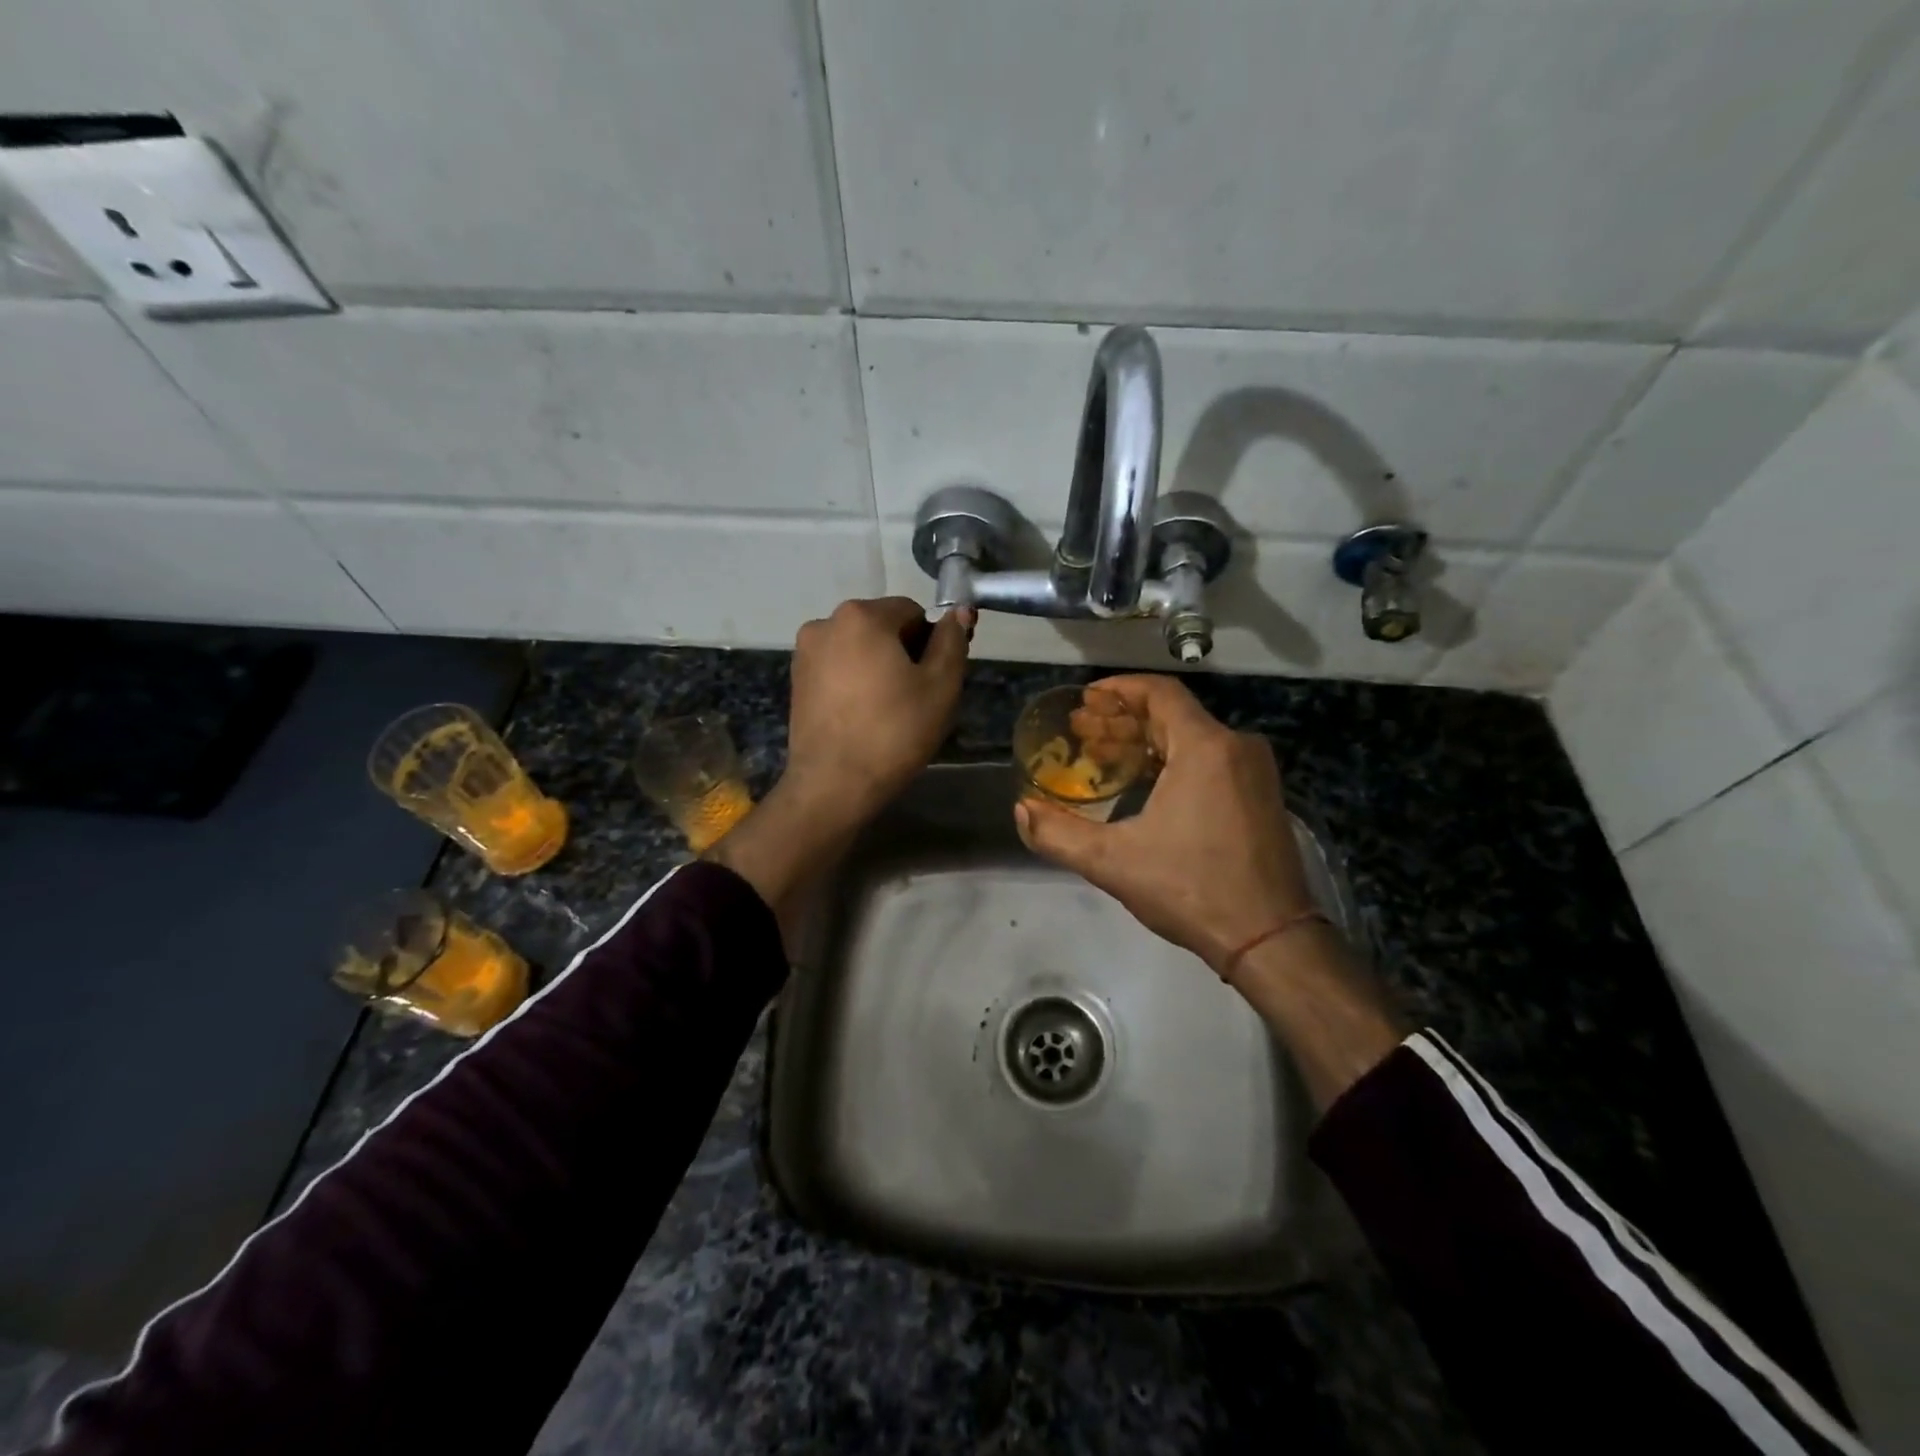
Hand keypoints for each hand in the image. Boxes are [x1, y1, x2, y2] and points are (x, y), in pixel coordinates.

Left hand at [783, 597, 972, 829]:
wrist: (834, 785)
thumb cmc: (894, 732)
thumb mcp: (940, 686)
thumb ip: (952, 641)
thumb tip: (959, 611)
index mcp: (861, 615)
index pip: (912, 611)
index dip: (932, 642)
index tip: (938, 678)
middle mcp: (826, 623)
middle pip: (882, 627)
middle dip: (904, 652)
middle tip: (918, 697)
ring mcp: (805, 653)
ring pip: (859, 648)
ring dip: (879, 667)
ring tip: (890, 710)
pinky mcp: (796, 681)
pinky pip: (838, 669)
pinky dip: (855, 682)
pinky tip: (865, 716)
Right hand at [1014, 674, 1314, 973]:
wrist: (1271, 939)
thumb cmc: (1191, 889)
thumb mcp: (1113, 862)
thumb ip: (1058, 834)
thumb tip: (1021, 809)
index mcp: (1205, 747)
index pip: (1159, 693)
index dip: (1118, 689)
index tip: (1085, 700)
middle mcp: (1236, 747)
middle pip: (1172, 714)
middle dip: (1122, 720)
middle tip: (1081, 731)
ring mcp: (1255, 772)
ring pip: (1192, 738)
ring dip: (1146, 742)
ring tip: (1103, 757)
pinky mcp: (1262, 796)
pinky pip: (1211, 760)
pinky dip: (1172, 761)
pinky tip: (1143, 783)